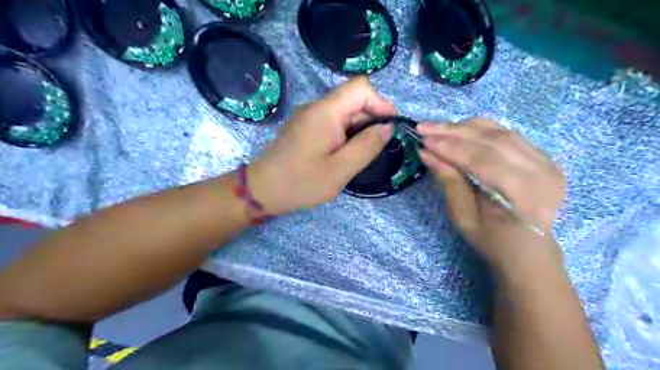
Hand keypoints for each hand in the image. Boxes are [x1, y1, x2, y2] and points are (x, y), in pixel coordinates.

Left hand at [247, 77, 395, 213]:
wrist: (263, 190)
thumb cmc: (301, 182)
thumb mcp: (340, 169)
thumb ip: (367, 146)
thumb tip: (388, 127)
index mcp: (327, 111)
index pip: (362, 87)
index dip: (381, 103)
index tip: (389, 128)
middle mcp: (318, 107)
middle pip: (354, 99)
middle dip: (371, 119)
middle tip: (375, 149)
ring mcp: (310, 117)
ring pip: (345, 113)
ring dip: (359, 129)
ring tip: (360, 155)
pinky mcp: (306, 128)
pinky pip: (333, 123)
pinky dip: (346, 134)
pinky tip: (345, 154)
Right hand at [416, 118, 566, 273]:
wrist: (528, 250)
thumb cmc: (492, 240)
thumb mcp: (463, 216)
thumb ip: (448, 181)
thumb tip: (426, 153)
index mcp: (523, 194)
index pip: (481, 160)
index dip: (450, 147)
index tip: (422, 139)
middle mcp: (541, 172)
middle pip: (492, 140)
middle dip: (453, 131)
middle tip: (424, 127)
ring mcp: (547, 162)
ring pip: (501, 132)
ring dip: (466, 127)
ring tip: (439, 128)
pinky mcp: (544, 157)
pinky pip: (509, 135)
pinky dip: (482, 129)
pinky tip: (461, 129)